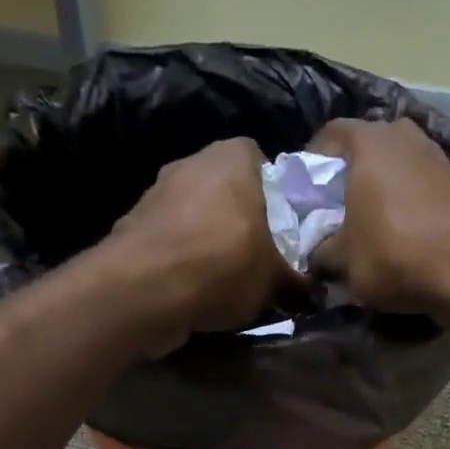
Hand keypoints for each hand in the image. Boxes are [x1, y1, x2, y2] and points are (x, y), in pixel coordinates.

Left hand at [108, 137, 304, 348]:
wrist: (144, 290)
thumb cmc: (223, 265)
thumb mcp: (277, 279)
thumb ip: (299, 281)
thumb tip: (315, 292)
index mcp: (235, 156)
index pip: (270, 168)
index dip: (281, 202)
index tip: (287, 235)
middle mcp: (194, 161)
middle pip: (232, 193)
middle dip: (245, 224)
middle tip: (261, 260)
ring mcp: (158, 191)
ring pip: (199, 217)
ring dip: (212, 243)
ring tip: (227, 283)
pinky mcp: (134, 224)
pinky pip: (173, 241)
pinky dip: (184, 261)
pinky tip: (194, 291)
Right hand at [306, 118, 449, 314]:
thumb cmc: (394, 253)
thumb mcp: (343, 261)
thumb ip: (322, 251)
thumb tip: (317, 254)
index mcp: (367, 140)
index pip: (328, 135)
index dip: (312, 165)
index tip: (306, 196)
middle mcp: (402, 135)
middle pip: (364, 150)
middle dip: (347, 178)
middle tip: (335, 212)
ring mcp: (434, 155)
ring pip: (394, 168)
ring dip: (379, 191)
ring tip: (367, 226)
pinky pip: (417, 187)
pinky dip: (405, 204)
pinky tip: (399, 233)